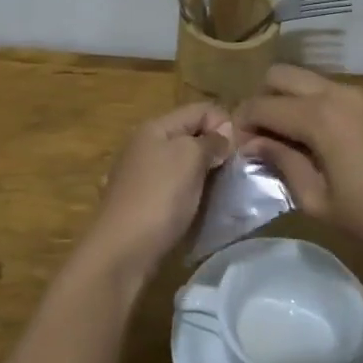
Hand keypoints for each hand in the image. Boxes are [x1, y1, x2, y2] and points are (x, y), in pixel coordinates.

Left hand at [83, 102, 234, 281]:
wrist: (121, 252)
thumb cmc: (159, 197)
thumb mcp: (190, 158)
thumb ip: (210, 141)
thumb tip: (223, 134)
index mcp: (154, 128)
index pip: (200, 110)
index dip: (225, 123)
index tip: (241, 151)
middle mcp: (144, 146)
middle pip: (191, 136)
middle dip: (216, 150)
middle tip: (237, 173)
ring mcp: (140, 176)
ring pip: (183, 164)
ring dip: (205, 174)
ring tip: (223, 192)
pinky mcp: (141, 203)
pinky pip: (174, 188)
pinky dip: (190, 194)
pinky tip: (199, 208)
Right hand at [236, 65, 362, 270]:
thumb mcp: (320, 202)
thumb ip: (282, 163)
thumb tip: (252, 144)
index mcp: (319, 116)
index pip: (261, 105)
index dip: (241, 125)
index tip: (235, 150)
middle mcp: (336, 93)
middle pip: (280, 76)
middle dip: (262, 101)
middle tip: (259, 140)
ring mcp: (360, 95)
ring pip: (306, 80)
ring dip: (287, 101)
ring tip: (285, 143)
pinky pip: (330, 92)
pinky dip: (311, 106)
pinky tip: (316, 143)